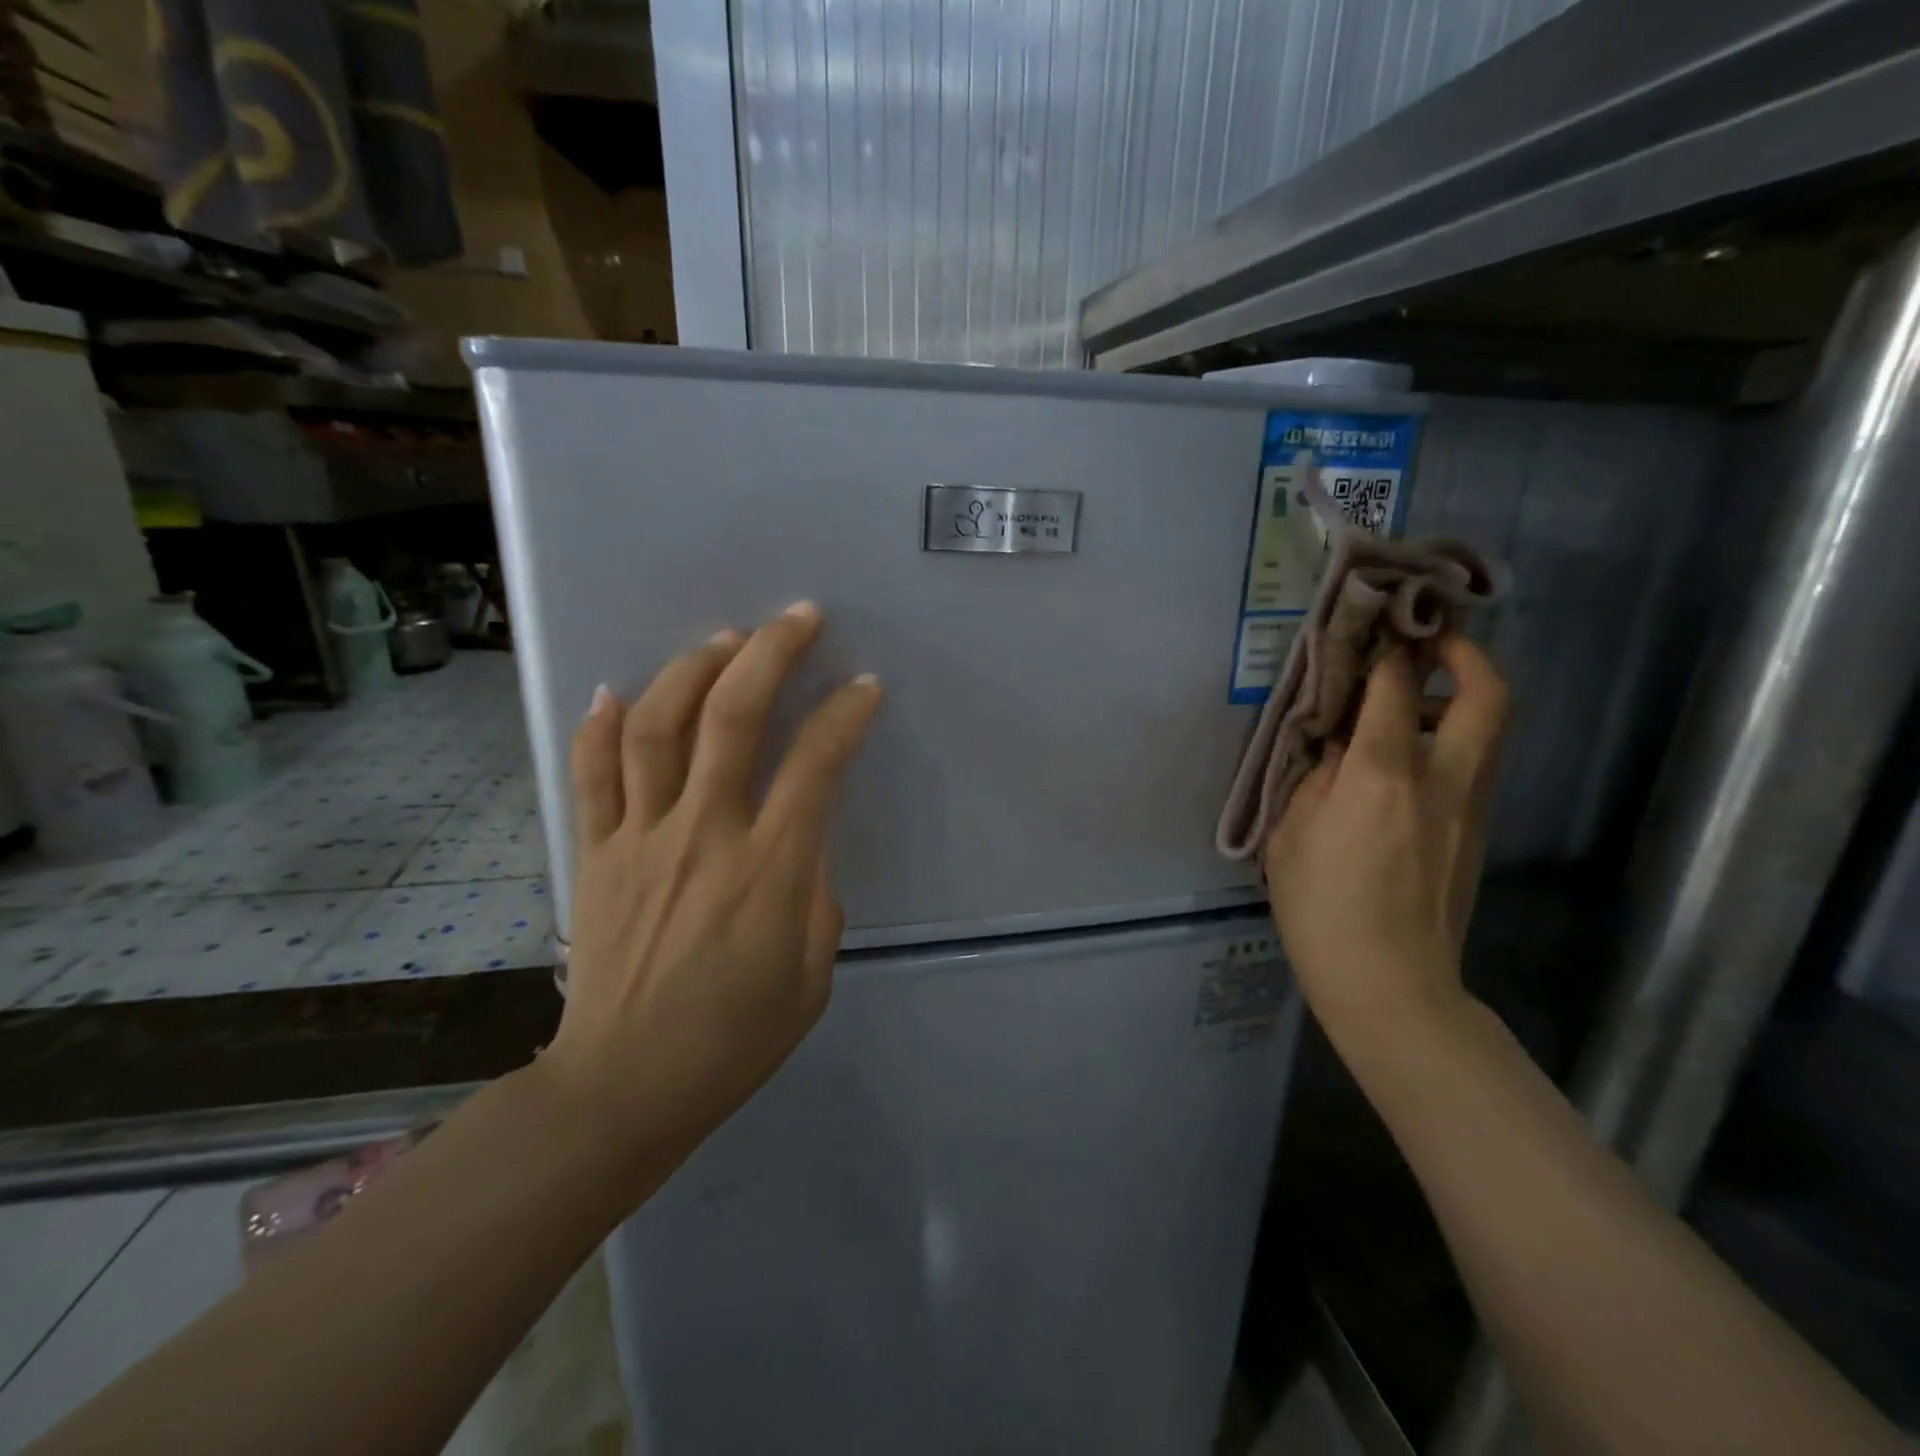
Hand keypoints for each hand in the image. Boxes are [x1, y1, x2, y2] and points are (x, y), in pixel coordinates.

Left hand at [540, 601, 881, 1180]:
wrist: (625, 1086)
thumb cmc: (735, 1038)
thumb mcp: (812, 974)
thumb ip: (817, 894)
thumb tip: (804, 842)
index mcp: (768, 869)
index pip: (816, 764)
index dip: (845, 715)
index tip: (864, 687)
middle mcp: (704, 834)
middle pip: (732, 718)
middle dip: (770, 654)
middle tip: (798, 617)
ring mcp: (641, 837)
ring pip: (658, 728)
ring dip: (693, 669)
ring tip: (724, 639)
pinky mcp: (596, 853)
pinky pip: (593, 775)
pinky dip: (603, 726)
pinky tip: (618, 691)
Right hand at [1262, 636, 1508, 1042]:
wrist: (1391, 983)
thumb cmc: (1322, 909)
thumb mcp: (1291, 836)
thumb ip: (1315, 779)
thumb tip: (1336, 747)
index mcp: (1382, 775)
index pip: (1396, 688)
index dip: (1388, 650)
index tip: (1376, 629)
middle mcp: (1440, 779)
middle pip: (1486, 696)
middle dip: (1466, 655)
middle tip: (1433, 643)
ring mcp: (1469, 808)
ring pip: (1488, 731)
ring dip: (1460, 700)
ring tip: (1409, 704)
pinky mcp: (1475, 833)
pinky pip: (1474, 767)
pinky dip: (1451, 742)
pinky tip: (1404, 764)